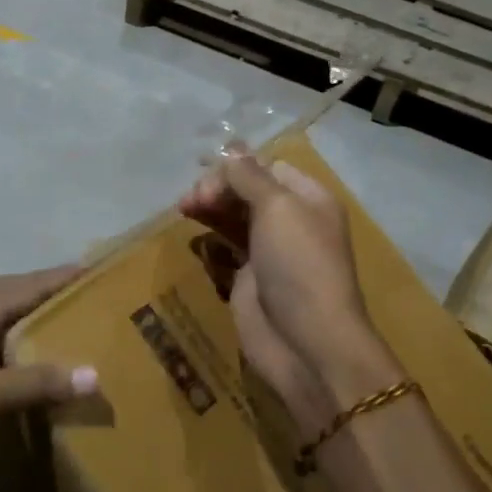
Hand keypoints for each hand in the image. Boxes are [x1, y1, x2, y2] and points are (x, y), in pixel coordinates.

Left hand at [0, 266, 96, 474]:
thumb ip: (35, 383)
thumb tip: (94, 373)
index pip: (32, 282)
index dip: (65, 276)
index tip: (101, 271)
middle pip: (16, 295)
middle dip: (52, 296)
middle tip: (91, 304)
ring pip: (0, 320)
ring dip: (30, 323)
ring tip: (66, 334)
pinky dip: (11, 349)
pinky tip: (21, 371)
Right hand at [181, 147, 391, 437]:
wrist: (307, 342)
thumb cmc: (299, 266)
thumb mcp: (278, 209)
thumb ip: (249, 177)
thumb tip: (231, 149)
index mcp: (308, 199)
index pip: (267, 167)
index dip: (236, 166)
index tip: (206, 174)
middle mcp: (291, 220)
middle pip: (247, 190)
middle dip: (218, 187)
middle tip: (193, 199)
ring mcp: (269, 251)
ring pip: (233, 216)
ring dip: (209, 207)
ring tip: (184, 209)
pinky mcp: (249, 277)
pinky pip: (225, 247)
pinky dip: (209, 236)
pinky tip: (192, 234)